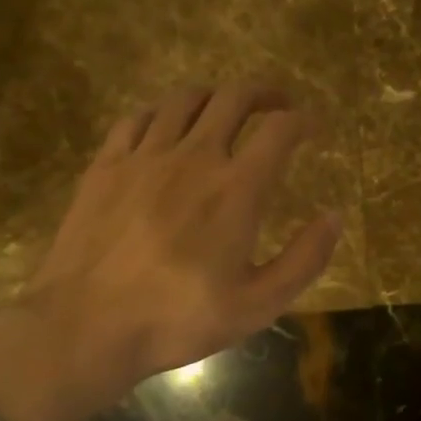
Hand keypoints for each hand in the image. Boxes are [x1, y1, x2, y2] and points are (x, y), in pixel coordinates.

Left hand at [0, 84, 342, 420]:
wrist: (85, 327)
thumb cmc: (178, 319)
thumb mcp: (258, 305)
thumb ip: (305, 259)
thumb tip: (334, 217)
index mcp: (236, 189)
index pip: (279, 130)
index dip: (303, 120)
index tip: (313, 126)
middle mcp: (194, 157)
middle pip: (234, 98)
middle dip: (264, 93)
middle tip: (277, 104)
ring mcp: (144, 156)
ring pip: (184, 99)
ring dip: (214, 97)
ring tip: (224, 111)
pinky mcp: (106, 165)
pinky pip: (138, 118)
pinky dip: (163, 114)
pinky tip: (166, 129)